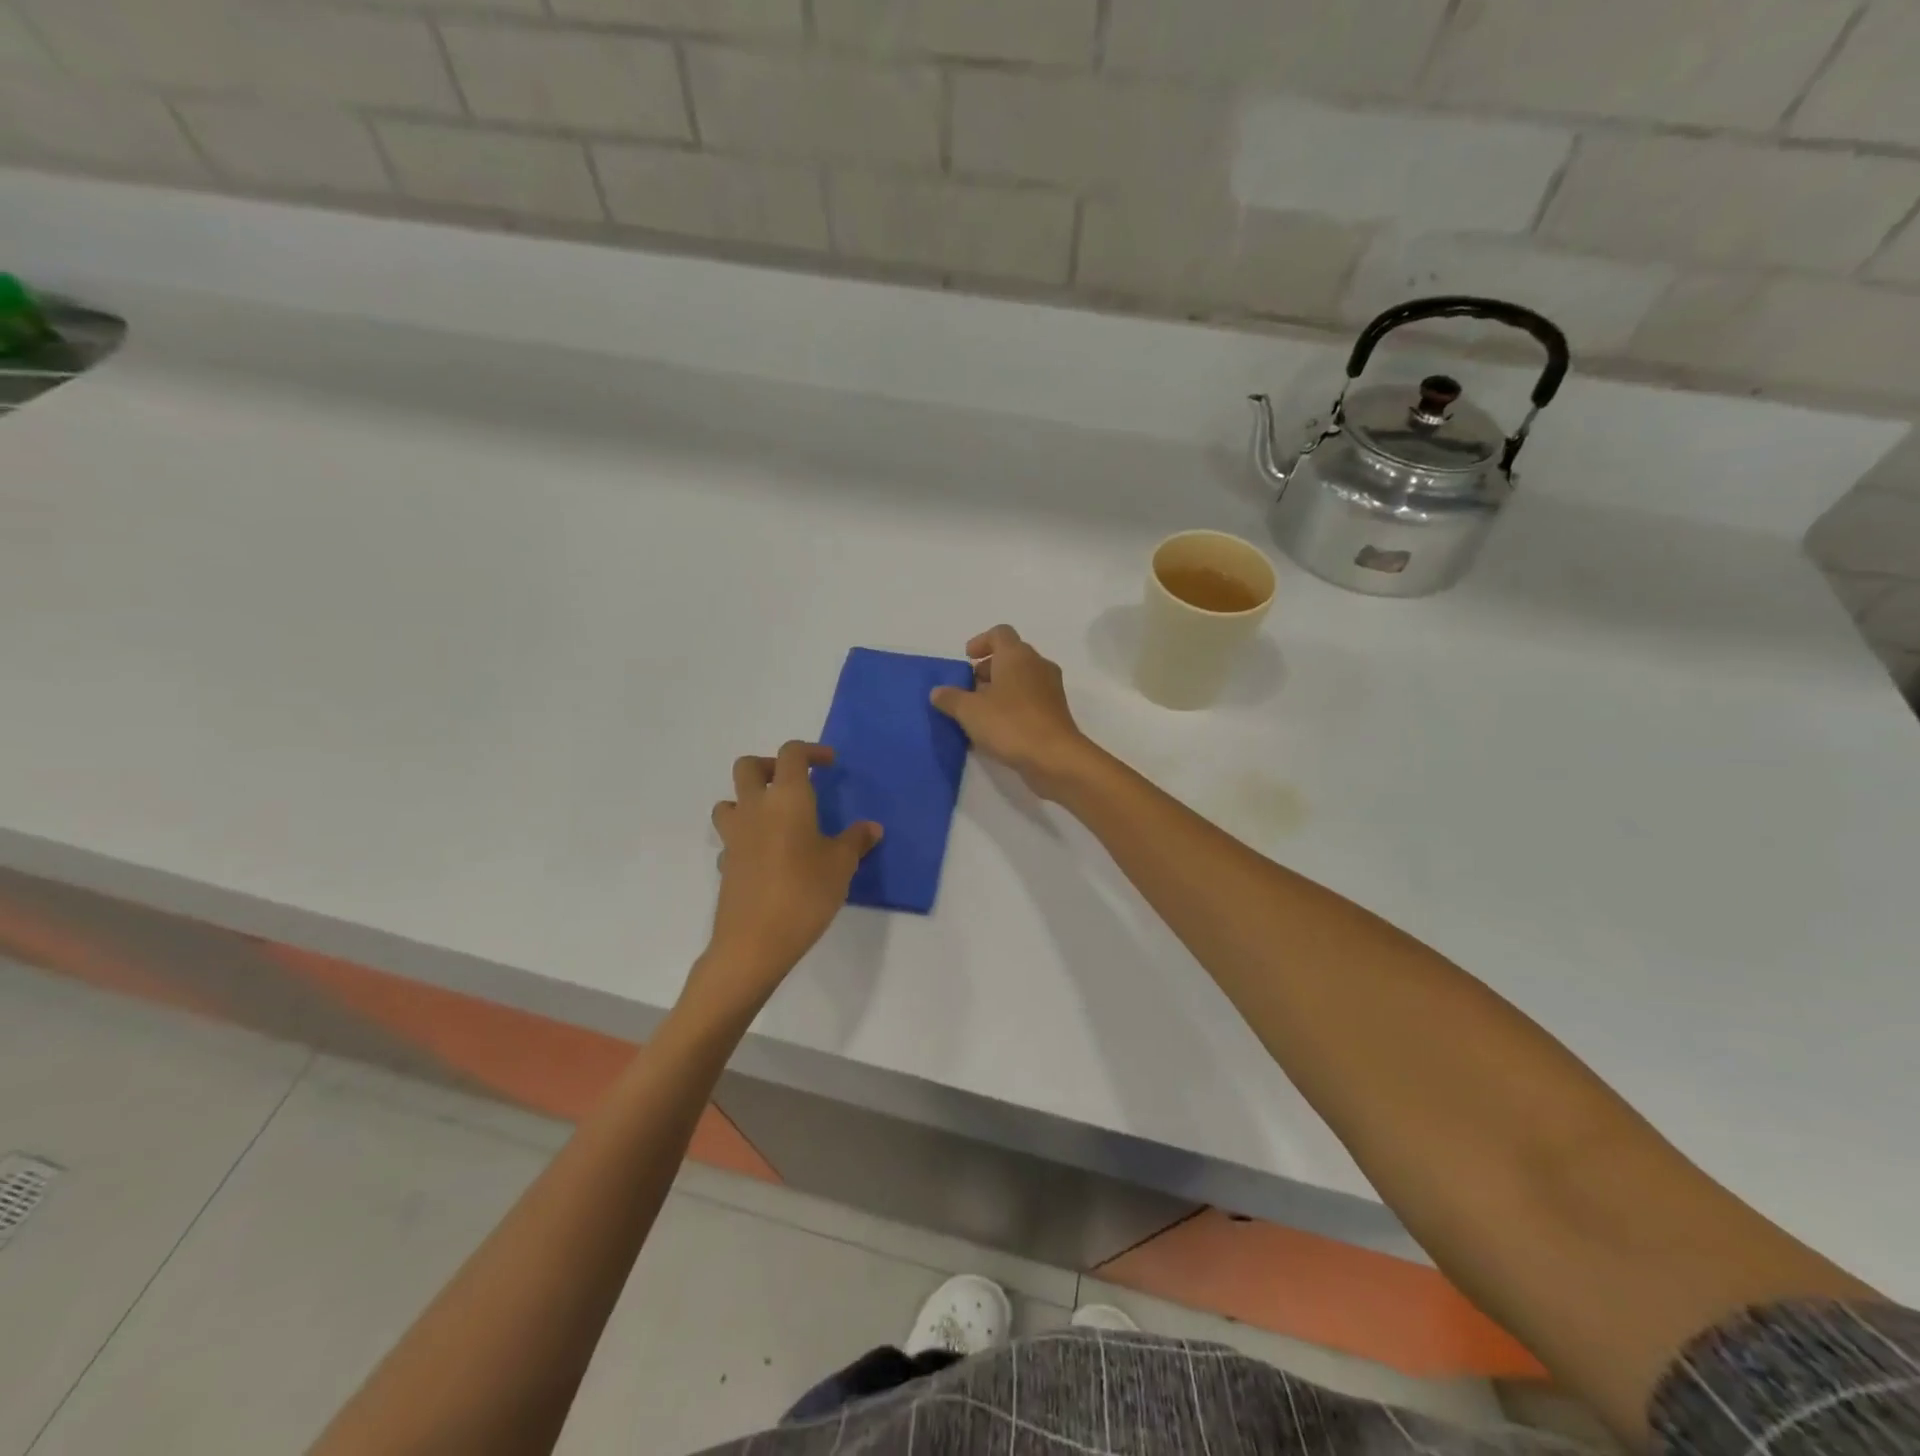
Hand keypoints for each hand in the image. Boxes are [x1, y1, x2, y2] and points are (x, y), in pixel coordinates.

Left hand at [693, 742, 881, 1013]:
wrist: (754, 942)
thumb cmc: (804, 893)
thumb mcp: (842, 866)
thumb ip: (856, 841)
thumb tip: (871, 828)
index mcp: (787, 799)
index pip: (791, 754)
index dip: (811, 751)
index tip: (830, 764)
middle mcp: (755, 808)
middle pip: (749, 767)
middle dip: (771, 766)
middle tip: (795, 783)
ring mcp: (735, 836)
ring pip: (730, 800)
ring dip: (749, 800)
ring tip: (776, 818)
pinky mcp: (725, 863)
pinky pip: (731, 838)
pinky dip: (746, 838)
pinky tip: (766, 858)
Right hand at [931, 626, 1095, 799]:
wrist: (1054, 757)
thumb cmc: (1010, 723)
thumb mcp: (969, 711)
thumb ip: (950, 698)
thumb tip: (938, 691)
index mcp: (1017, 655)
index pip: (1000, 633)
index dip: (981, 642)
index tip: (967, 659)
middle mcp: (1037, 665)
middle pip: (1010, 656)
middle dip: (987, 669)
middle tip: (969, 689)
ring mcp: (1050, 688)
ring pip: (1021, 679)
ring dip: (999, 689)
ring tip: (979, 712)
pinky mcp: (1055, 711)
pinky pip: (1029, 699)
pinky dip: (1012, 706)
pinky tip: (996, 729)